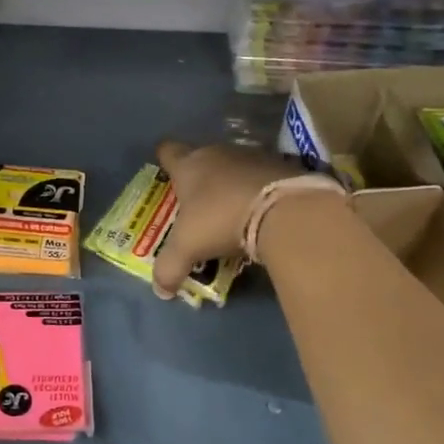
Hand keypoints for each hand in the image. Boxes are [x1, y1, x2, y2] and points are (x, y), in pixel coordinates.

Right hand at [151, 140, 307, 297]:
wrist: (283, 209)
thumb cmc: (221, 219)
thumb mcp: (188, 248)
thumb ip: (170, 268)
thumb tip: (160, 291)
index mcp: (189, 166)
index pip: (168, 152)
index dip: (165, 160)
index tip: (166, 173)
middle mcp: (218, 153)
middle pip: (203, 159)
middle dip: (200, 178)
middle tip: (199, 205)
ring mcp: (252, 156)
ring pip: (234, 167)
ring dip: (232, 185)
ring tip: (233, 212)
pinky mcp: (282, 166)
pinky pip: (262, 177)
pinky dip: (259, 191)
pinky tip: (262, 212)